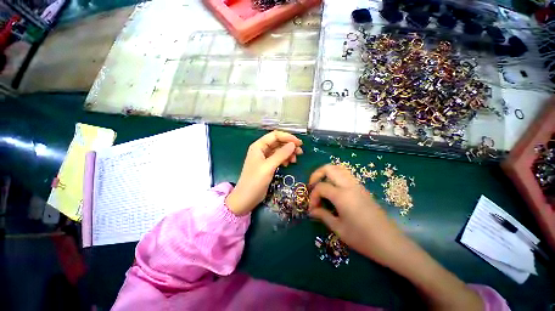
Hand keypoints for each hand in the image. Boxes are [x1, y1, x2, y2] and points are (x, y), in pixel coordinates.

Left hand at [226, 131, 302, 215]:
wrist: (246, 198)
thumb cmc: (255, 181)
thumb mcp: (268, 166)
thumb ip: (281, 154)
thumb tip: (293, 144)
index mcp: (258, 146)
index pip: (275, 135)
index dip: (287, 137)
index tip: (299, 143)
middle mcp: (261, 149)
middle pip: (278, 142)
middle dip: (289, 146)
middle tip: (300, 152)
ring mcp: (264, 158)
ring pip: (279, 151)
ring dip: (288, 153)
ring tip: (295, 160)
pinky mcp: (267, 165)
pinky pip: (278, 158)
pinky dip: (284, 159)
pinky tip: (288, 164)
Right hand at [308, 164, 406, 264]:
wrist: (390, 243)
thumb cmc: (363, 239)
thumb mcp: (339, 229)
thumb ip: (323, 215)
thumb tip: (312, 211)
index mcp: (342, 196)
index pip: (321, 187)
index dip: (313, 196)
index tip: (312, 209)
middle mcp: (349, 186)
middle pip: (329, 168)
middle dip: (316, 174)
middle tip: (312, 186)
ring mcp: (358, 186)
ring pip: (339, 168)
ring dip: (327, 173)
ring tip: (322, 185)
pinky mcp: (362, 189)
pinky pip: (346, 175)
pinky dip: (336, 177)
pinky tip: (334, 190)